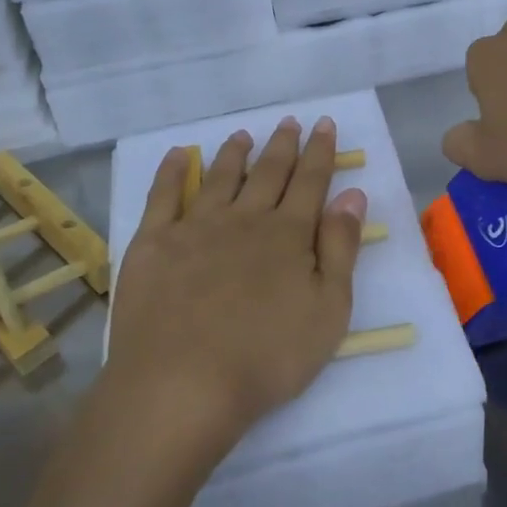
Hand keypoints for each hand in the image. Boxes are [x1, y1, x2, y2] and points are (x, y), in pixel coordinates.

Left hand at [106, 116, 367, 452]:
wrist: (182, 384)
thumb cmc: (267, 357)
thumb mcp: (328, 310)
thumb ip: (341, 248)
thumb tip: (352, 195)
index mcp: (288, 234)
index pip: (310, 181)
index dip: (320, 152)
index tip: (325, 125)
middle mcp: (244, 219)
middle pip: (268, 173)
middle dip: (283, 145)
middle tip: (291, 121)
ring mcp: (195, 227)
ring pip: (220, 178)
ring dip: (234, 153)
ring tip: (243, 135)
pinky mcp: (153, 244)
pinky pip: (164, 196)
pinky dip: (173, 171)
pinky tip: (180, 156)